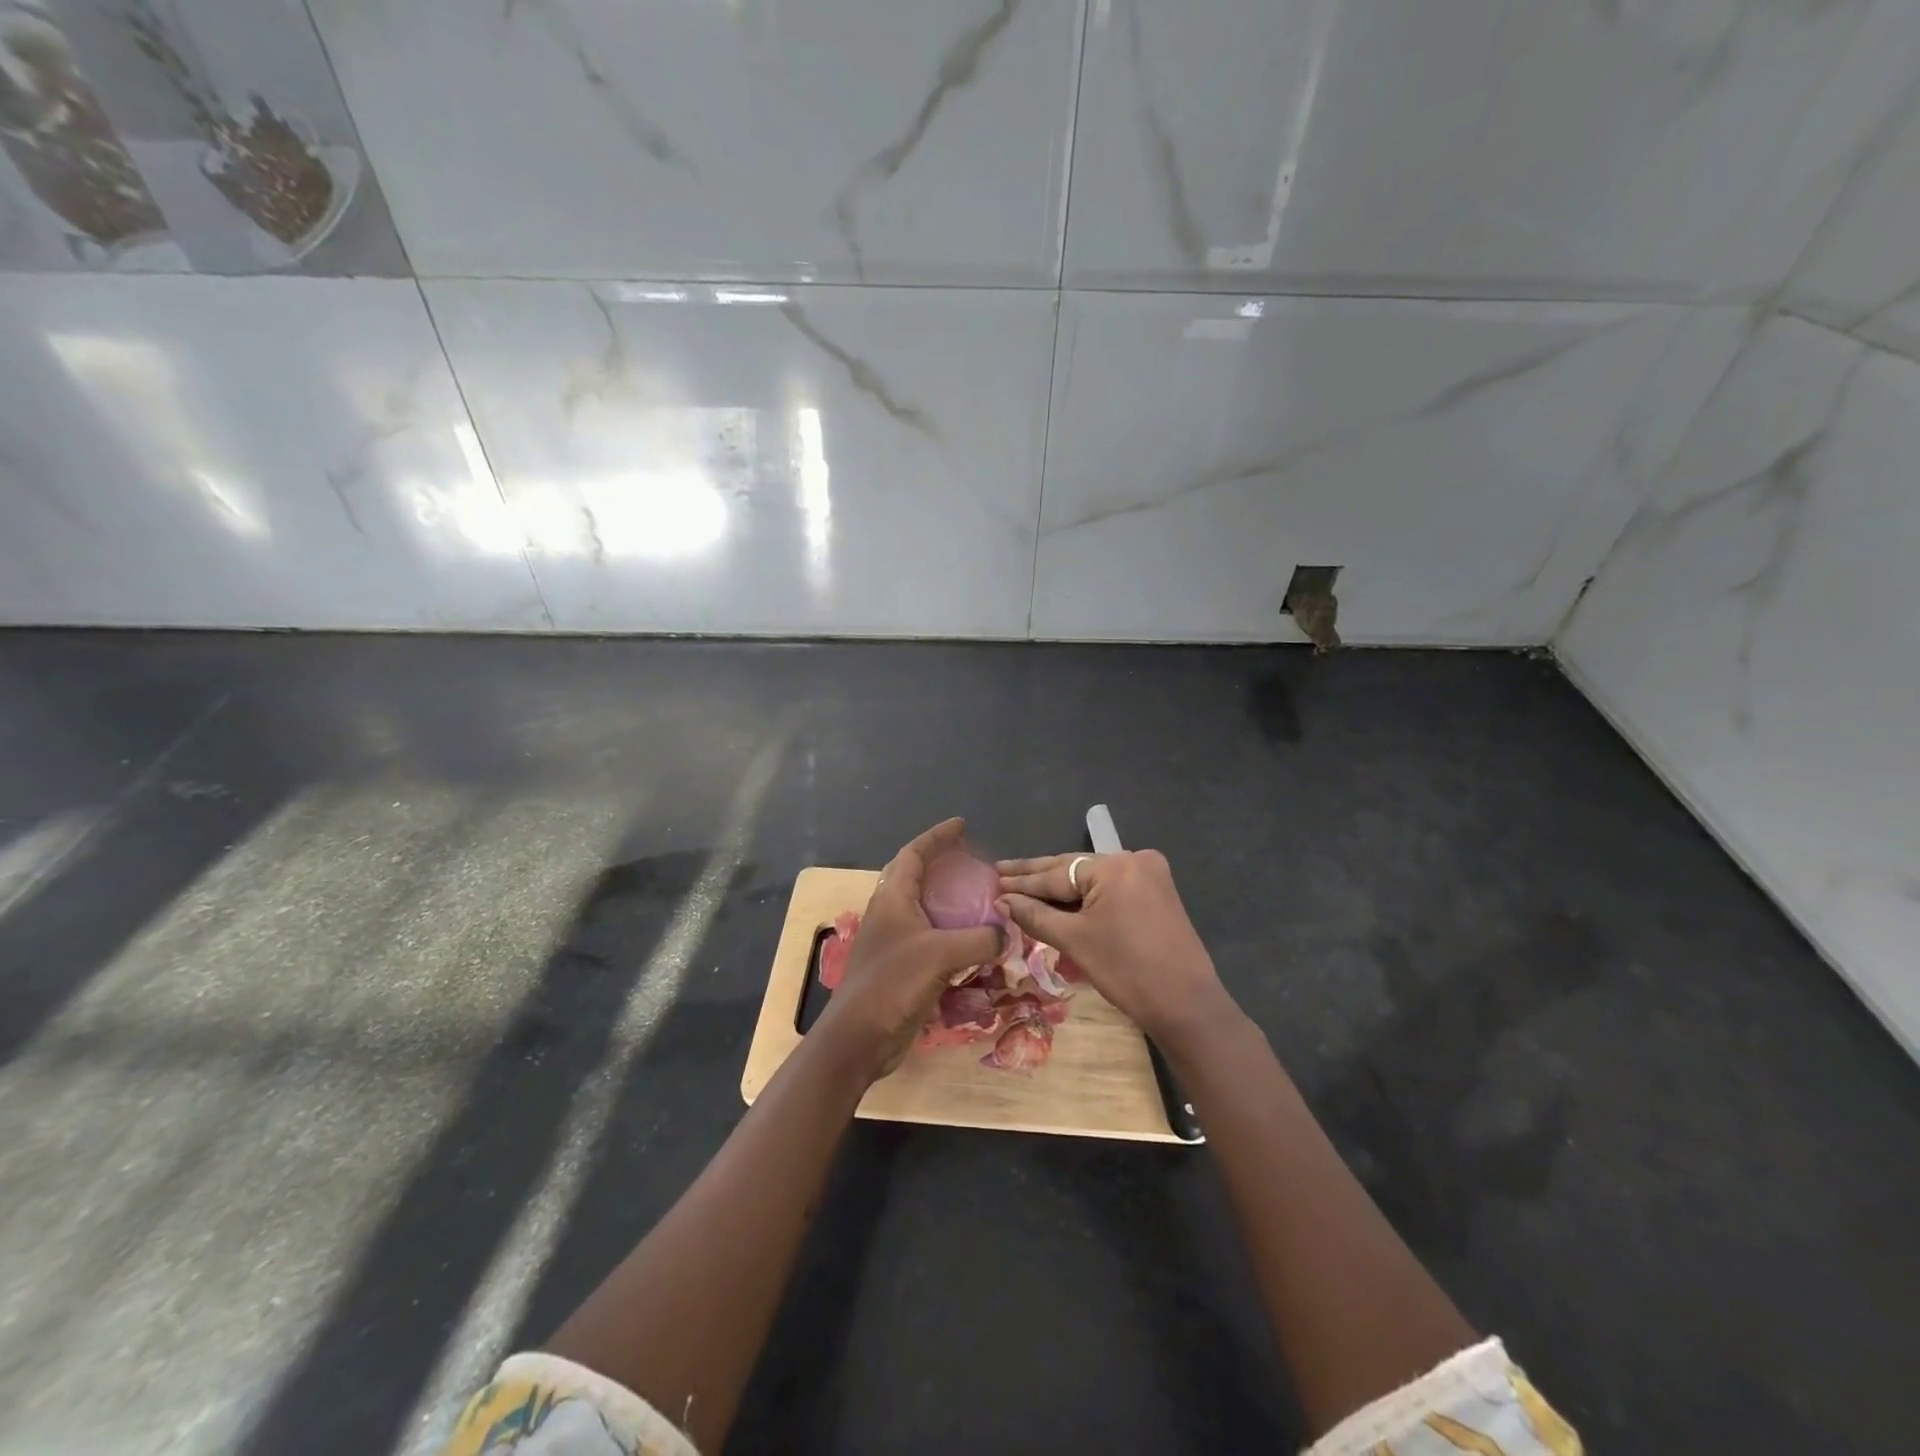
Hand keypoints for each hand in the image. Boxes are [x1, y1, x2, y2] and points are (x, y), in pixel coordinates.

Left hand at [817, 818, 1003, 1079]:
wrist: (859, 1038)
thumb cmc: (892, 985)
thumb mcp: (940, 955)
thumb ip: (978, 939)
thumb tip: (1005, 934)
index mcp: (892, 898)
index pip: (914, 854)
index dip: (937, 837)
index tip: (962, 825)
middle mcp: (890, 913)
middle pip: (916, 876)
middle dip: (942, 864)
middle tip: (972, 861)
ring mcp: (894, 941)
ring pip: (924, 908)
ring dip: (948, 899)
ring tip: (978, 898)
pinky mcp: (901, 967)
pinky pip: (931, 938)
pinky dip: (952, 933)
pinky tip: (973, 943)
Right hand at [996, 848, 1236, 1048]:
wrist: (1186, 1005)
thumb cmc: (1126, 971)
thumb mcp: (1074, 941)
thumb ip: (1035, 915)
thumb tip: (1002, 900)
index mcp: (1114, 865)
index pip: (1056, 873)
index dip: (1022, 881)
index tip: (992, 879)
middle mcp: (1134, 859)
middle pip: (1074, 869)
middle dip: (1038, 876)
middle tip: (1001, 872)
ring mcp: (1150, 874)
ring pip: (1092, 879)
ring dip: (1060, 887)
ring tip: (1022, 885)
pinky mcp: (1158, 892)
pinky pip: (1111, 889)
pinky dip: (1086, 896)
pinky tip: (1060, 898)